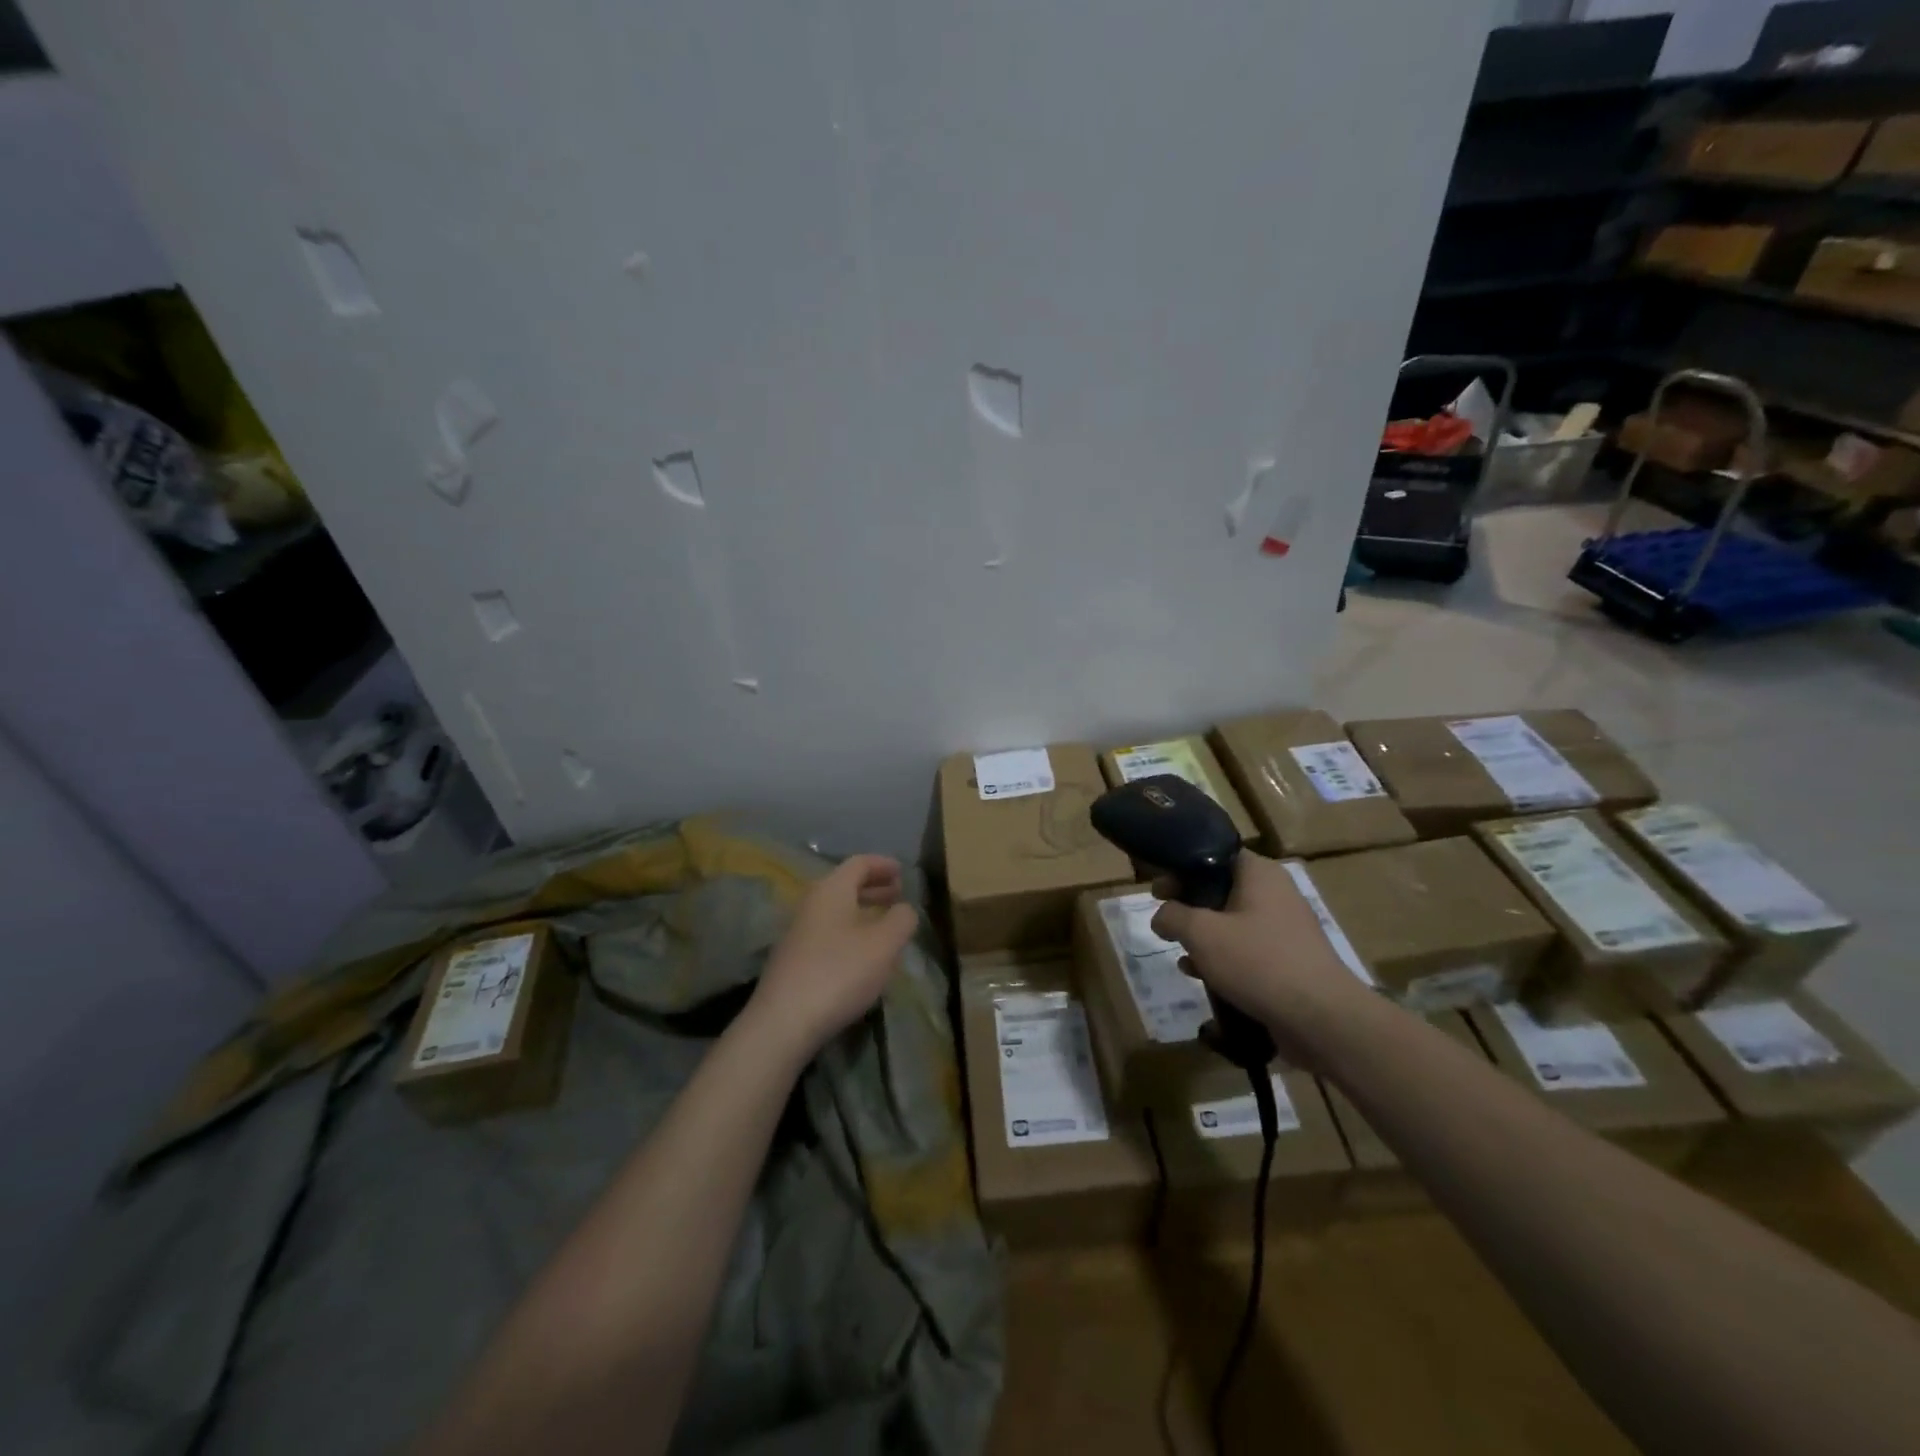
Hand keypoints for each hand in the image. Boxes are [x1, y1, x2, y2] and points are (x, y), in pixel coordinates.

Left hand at [749, 854, 918, 1062]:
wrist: (785, 1021)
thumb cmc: (840, 972)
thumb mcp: (884, 944)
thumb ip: (901, 919)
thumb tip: (904, 908)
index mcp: (831, 890)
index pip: (859, 863)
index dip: (883, 864)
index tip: (902, 871)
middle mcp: (811, 904)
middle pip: (845, 885)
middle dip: (873, 888)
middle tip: (897, 896)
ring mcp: (798, 932)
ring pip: (836, 911)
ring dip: (862, 912)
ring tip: (885, 926)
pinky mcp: (793, 959)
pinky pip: (828, 933)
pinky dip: (849, 932)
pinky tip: (862, 955)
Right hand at [1150, 852, 1373, 1064]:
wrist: (1321, 1019)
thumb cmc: (1258, 961)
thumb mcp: (1202, 933)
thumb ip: (1173, 916)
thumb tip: (1161, 916)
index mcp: (1259, 873)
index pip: (1214, 854)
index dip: (1181, 867)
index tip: (1158, 888)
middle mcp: (1276, 893)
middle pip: (1221, 889)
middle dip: (1189, 905)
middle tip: (1164, 920)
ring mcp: (1285, 929)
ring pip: (1232, 922)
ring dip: (1204, 936)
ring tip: (1181, 954)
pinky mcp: (1289, 961)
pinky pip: (1248, 950)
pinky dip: (1224, 958)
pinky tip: (1203, 977)